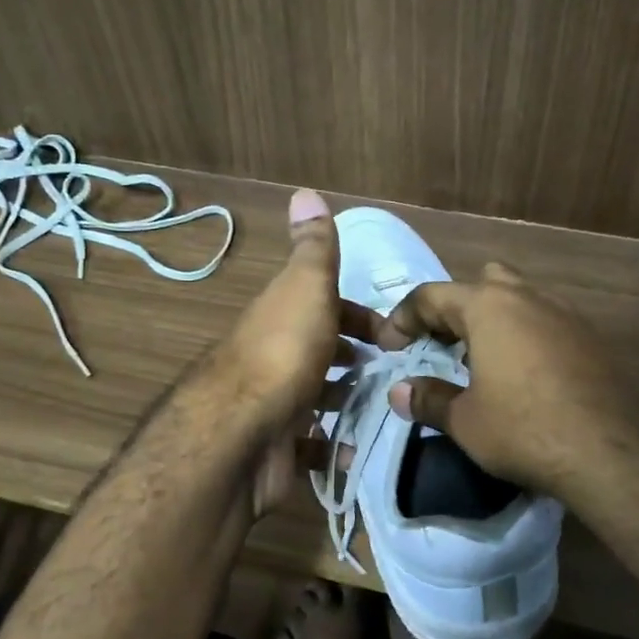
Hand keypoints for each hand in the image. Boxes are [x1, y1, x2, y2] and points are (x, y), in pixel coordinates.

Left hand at [203, 190, 379, 514]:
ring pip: (317, 396)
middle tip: (397, 376)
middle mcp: (276, 356)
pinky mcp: (278, 447)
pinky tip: (359, 448)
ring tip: (387, 410)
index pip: (326, 307)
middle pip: (321, 351)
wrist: (242, 433)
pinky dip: (334, 446)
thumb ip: (314, 248)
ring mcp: (275, 404)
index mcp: (284, 316)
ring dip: (348, 400)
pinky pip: (312, 444)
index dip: (360, 316)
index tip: (396, 337)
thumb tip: (304, 191)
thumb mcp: (306, 287)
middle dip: (356, 360)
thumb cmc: (285, 353)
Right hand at [378, 262, 638, 502]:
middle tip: (441, 344)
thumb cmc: (523, 429)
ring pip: (520, 299)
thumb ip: (428, 399)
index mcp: (489, 307)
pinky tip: (523, 377)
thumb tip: (399, 392)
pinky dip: (525, 338)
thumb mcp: (465, 421)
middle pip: (482, 283)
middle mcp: (528, 298)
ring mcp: (567, 315)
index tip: (390, 347)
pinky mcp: (592, 339)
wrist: (611, 453)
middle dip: (456, 307)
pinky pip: (547, 323)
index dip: (403, 318)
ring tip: (480, 362)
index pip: (432, 295)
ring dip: (494, 322)